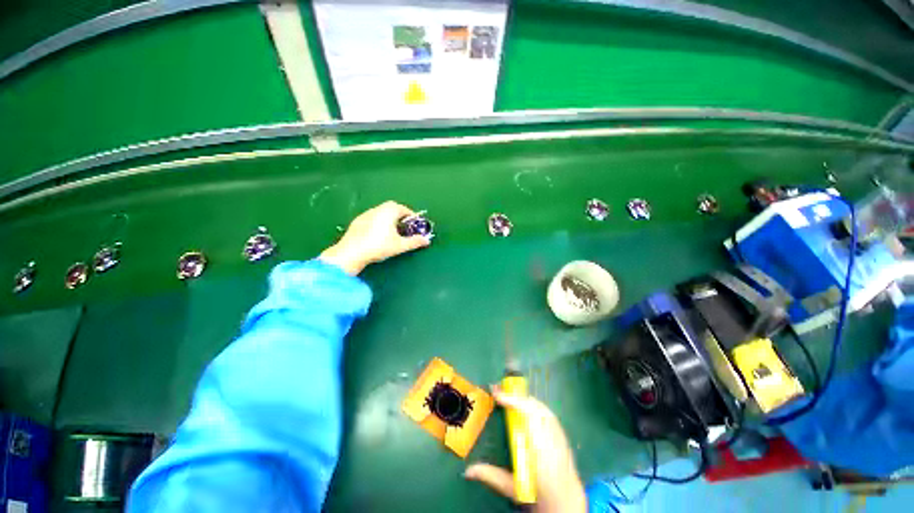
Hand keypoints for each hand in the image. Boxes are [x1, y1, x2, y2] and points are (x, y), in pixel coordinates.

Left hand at [319, 201, 430, 274]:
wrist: (352, 252)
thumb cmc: (379, 246)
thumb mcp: (400, 245)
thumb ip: (415, 242)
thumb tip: (427, 241)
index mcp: (389, 211)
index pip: (404, 209)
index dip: (411, 216)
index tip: (415, 224)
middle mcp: (377, 208)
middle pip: (392, 208)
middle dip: (400, 216)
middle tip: (405, 227)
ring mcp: (365, 214)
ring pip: (381, 213)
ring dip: (388, 219)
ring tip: (392, 232)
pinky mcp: (357, 222)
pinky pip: (372, 219)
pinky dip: (378, 223)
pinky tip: (377, 236)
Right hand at [464, 386, 586, 512]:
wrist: (566, 502)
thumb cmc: (538, 494)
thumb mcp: (512, 487)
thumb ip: (491, 476)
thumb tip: (467, 471)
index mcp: (538, 451)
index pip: (527, 416)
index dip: (512, 401)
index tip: (496, 394)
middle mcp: (551, 439)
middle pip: (534, 407)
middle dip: (515, 396)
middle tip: (497, 390)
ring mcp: (559, 436)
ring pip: (541, 408)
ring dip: (523, 399)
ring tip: (508, 396)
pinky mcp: (562, 435)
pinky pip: (547, 413)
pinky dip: (534, 405)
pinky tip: (526, 405)